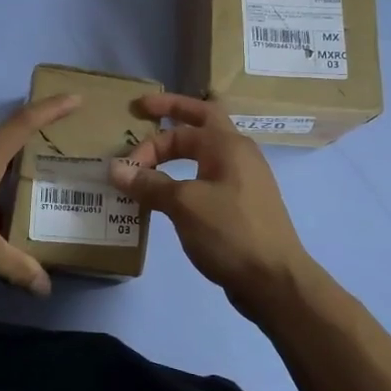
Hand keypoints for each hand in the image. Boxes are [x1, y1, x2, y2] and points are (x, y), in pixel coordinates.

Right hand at [109, 93, 314, 315]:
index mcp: (228, 145)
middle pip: (202, 122)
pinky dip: (186, 178)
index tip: (126, 169)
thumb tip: (115, 169)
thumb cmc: (230, 233)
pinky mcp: (241, 206)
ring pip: (205, 153)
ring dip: (177, 152)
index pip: (181, 128)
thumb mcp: (184, 205)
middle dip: (172, 114)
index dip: (149, 144)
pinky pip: (208, 179)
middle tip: (143, 109)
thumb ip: (150, 184)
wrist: (274, 281)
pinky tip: (170, 196)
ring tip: (151, 160)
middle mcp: (239, 155)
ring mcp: (243, 181)